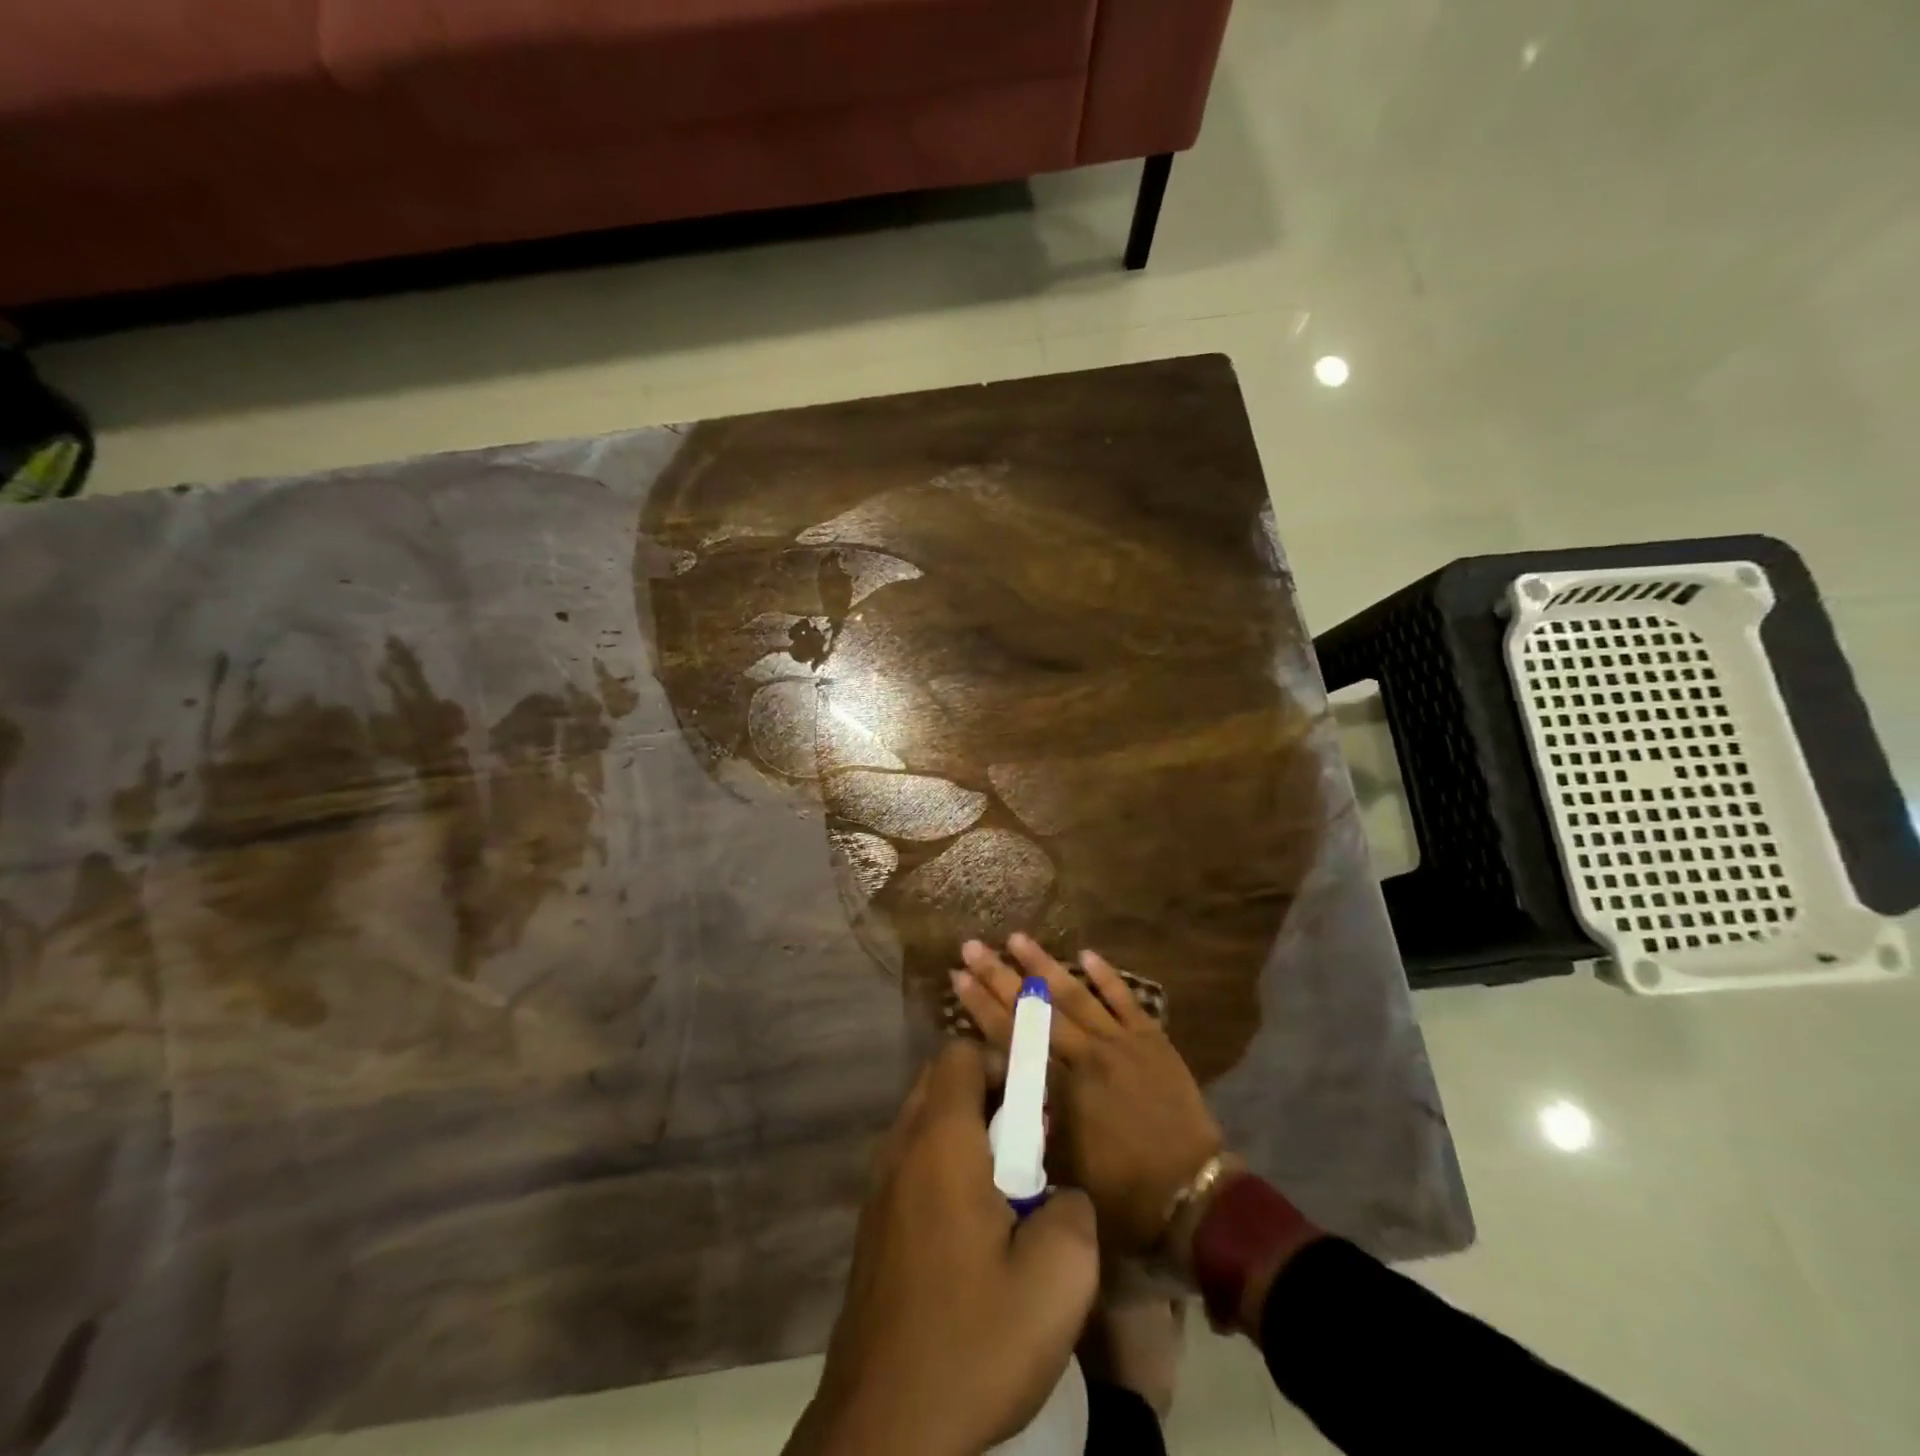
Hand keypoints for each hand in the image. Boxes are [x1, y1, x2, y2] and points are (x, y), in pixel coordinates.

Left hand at [790, 1039, 1099, 1455]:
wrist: (883, 1428)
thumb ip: (1073, 1209)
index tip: (1036, 1110)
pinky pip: (912, 1165)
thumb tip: (1059, 1192)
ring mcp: (878, 1188)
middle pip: (940, 1082)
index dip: (1002, 1063)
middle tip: (1028, 1152)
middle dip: (989, 1097)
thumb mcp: (1058, 1279)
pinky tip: (972, 1237)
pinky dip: (944, 1170)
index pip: (960, 1054)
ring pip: (925, 1124)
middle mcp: (900, 1148)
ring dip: (968, 1136)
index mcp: (940, 1141)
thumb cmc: (973, 1341)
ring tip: (1006, 1198)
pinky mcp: (873, 1226)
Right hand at [953, 935, 1223, 1257]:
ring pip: (1076, 994)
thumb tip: (1000, 1088)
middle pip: (1036, 1008)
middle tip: (972, 946)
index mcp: (1061, 1088)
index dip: (981, 1006)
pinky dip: (1106, 976)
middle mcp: (1086, 1055)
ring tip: (1017, 937)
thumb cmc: (1121, 1192)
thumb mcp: (1060, 1166)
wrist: (1192, 1194)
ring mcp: (1121, 1042)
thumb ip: (1030, 1121)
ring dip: (1044, 964)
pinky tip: (1087, 953)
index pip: (1012, 1036)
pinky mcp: (1151, 1039)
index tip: (957, 977)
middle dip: (1000, 975)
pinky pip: (1125, 1000)